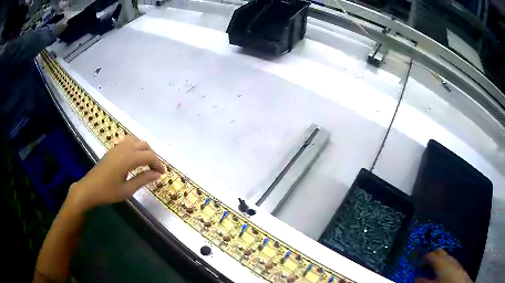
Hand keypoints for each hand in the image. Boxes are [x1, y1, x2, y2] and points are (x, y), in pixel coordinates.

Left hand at [66, 136, 164, 212]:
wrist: (89, 189)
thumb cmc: (108, 192)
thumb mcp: (127, 190)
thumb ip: (143, 180)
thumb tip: (157, 174)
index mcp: (128, 159)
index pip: (149, 156)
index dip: (158, 163)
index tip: (162, 174)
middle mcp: (124, 149)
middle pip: (144, 145)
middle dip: (152, 156)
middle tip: (155, 170)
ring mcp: (117, 147)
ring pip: (136, 141)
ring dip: (144, 149)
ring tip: (146, 163)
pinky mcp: (113, 149)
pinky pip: (127, 141)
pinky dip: (135, 146)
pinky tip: (134, 156)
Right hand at [415, 249, 471, 282]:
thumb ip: (423, 282)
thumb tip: (416, 278)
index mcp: (440, 262)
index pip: (430, 255)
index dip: (423, 259)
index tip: (417, 265)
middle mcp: (448, 258)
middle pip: (439, 251)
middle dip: (432, 256)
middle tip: (424, 265)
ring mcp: (453, 260)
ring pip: (445, 256)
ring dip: (438, 260)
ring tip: (432, 269)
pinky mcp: (457, 264)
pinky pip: (449, 260)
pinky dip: (443, 263)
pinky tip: (441, 271)